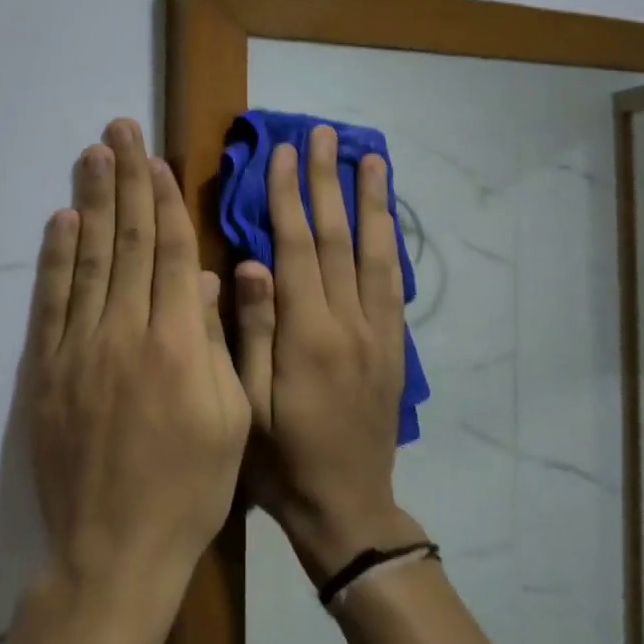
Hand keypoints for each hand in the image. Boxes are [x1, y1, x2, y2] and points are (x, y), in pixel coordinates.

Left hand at [21, 118, 250, 622]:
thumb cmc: (190, 487)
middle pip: (126, 240)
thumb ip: (215, 340)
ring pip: (88, 259)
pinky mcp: (47, 371)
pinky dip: (55, 257)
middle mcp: (125, 332)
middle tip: (119, 129)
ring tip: (91, 154)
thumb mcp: (230, 417)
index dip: (164, 200)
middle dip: (126, 179)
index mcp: (177, 342)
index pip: (168, 251)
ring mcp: (80, 349)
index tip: (158, 158)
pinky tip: (60, 220)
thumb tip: (201, 277)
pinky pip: (52, 302)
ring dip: (90, 201)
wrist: (115, 552)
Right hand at [234, 125, 422, 580]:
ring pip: (377, 251)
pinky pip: (394, 280)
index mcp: (308, 335)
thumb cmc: (283, 462)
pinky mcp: (395, 345)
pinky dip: (390, 240)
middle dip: (328, 181)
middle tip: (322, 134)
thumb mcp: (248, 406)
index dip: (288, 197)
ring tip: (370, 157)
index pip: (298, 248)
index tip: (282, 153)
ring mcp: (379, 332)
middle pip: (340, 237)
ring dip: (372, 200)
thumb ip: (252, 331)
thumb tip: (250, 263)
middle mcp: (350, 323)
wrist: (348, 509)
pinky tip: (387, 216)